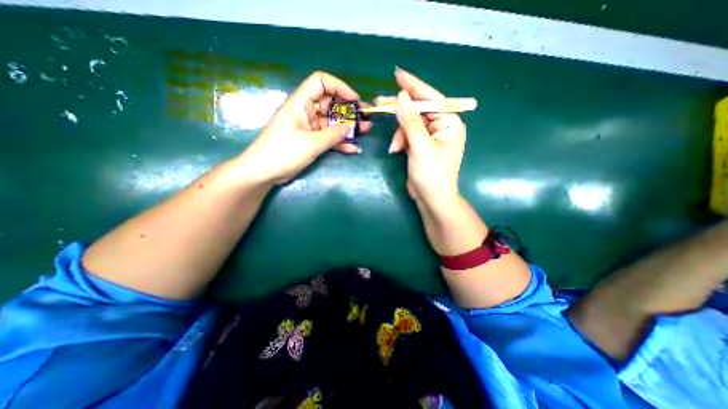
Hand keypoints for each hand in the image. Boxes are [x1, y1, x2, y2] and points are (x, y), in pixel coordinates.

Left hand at [239, 71, 372, 185]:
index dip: (339, 87)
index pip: (321, 82)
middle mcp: (306, 112)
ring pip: (332, 122)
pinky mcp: (311, 141)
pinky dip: (340, 142)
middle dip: (349, 110)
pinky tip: (354, 148)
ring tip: (366, 130)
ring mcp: (309, 128)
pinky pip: (328, 138)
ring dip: (348, 127)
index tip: (354, 100)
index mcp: (301, 103)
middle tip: (366, 116)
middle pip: (330, 103)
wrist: (264, 172)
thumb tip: (349, 127)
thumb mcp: (310, 143)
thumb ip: (332, 135)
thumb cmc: (283, 153)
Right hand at [386, 67, 465, 209]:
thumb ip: (410, 121)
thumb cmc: (432, 175)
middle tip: (379, 102)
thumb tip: (401, 97)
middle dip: (400, 110)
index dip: (414, 85)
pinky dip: (400, 141)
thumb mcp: (420, 147)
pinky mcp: (420, 146)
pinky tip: (396, 151)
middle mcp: (441, 126)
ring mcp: (430, 137)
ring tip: (395, 148)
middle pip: (418, 110)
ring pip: (409, 124)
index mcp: (449, 123)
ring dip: (399, 134)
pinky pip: (407, 135)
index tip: (397, 74)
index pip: (431, 98)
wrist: (432, 199)